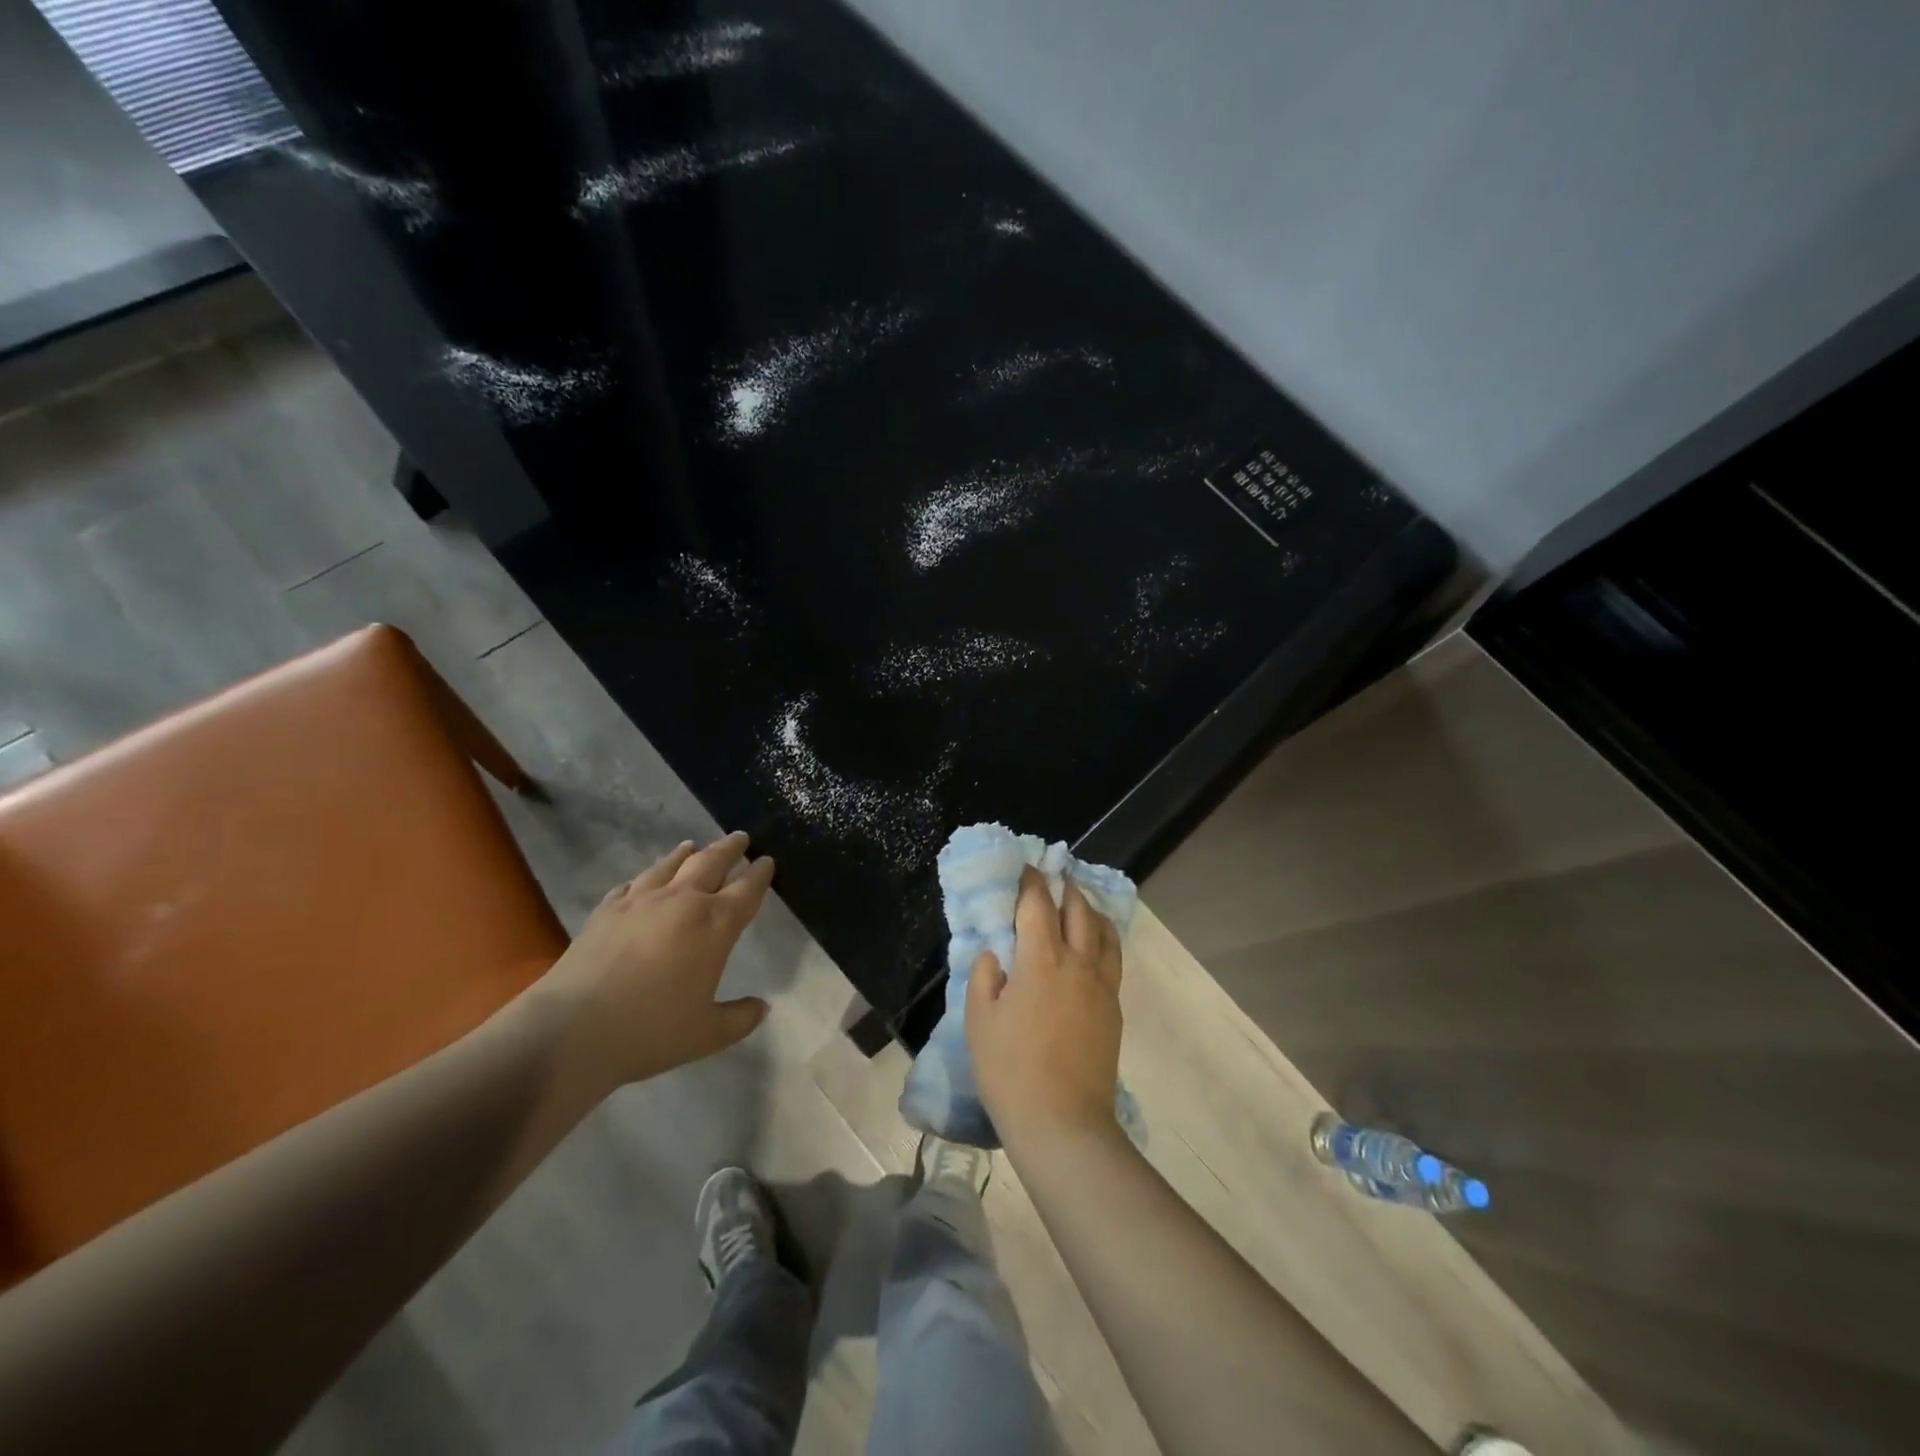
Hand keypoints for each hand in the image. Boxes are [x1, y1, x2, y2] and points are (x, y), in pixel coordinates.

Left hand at [538, 832, 775, 1094]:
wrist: (572, 1029)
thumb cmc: (651, 1030)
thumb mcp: (707, 1034)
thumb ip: (739, 1018)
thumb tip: (762, 1007)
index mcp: (715, 925)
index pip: (747, 890)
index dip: (760, 874)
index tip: (767, 861)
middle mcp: (682, 902)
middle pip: (711, 863)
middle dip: (729, 849)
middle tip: (740, 837)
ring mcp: (640, 902)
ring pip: (670, 865)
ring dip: (686, 853)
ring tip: (693, 845)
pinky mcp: (606, 911)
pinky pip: (631, 884)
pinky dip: (644, 878)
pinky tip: (642, 880)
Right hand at [965, 866, 1124, 1149]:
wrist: (1063, 1123)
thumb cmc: (1010, 1070)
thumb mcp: (979, 1021)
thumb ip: (985, 976)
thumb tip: (995, 953)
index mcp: (1042, 959)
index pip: (1037, 904)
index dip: (1030, 881)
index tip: (1023, 868)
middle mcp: (1079, 962)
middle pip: (1078, 909)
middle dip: (1063, 888)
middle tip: (1051, 880)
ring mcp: (1102, 985)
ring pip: (1103, 931)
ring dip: (1089, 909)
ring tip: (1076, 905)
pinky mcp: (1114, 1008)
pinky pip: (1112, 958)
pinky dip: (1103, 938)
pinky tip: (1093, 945)